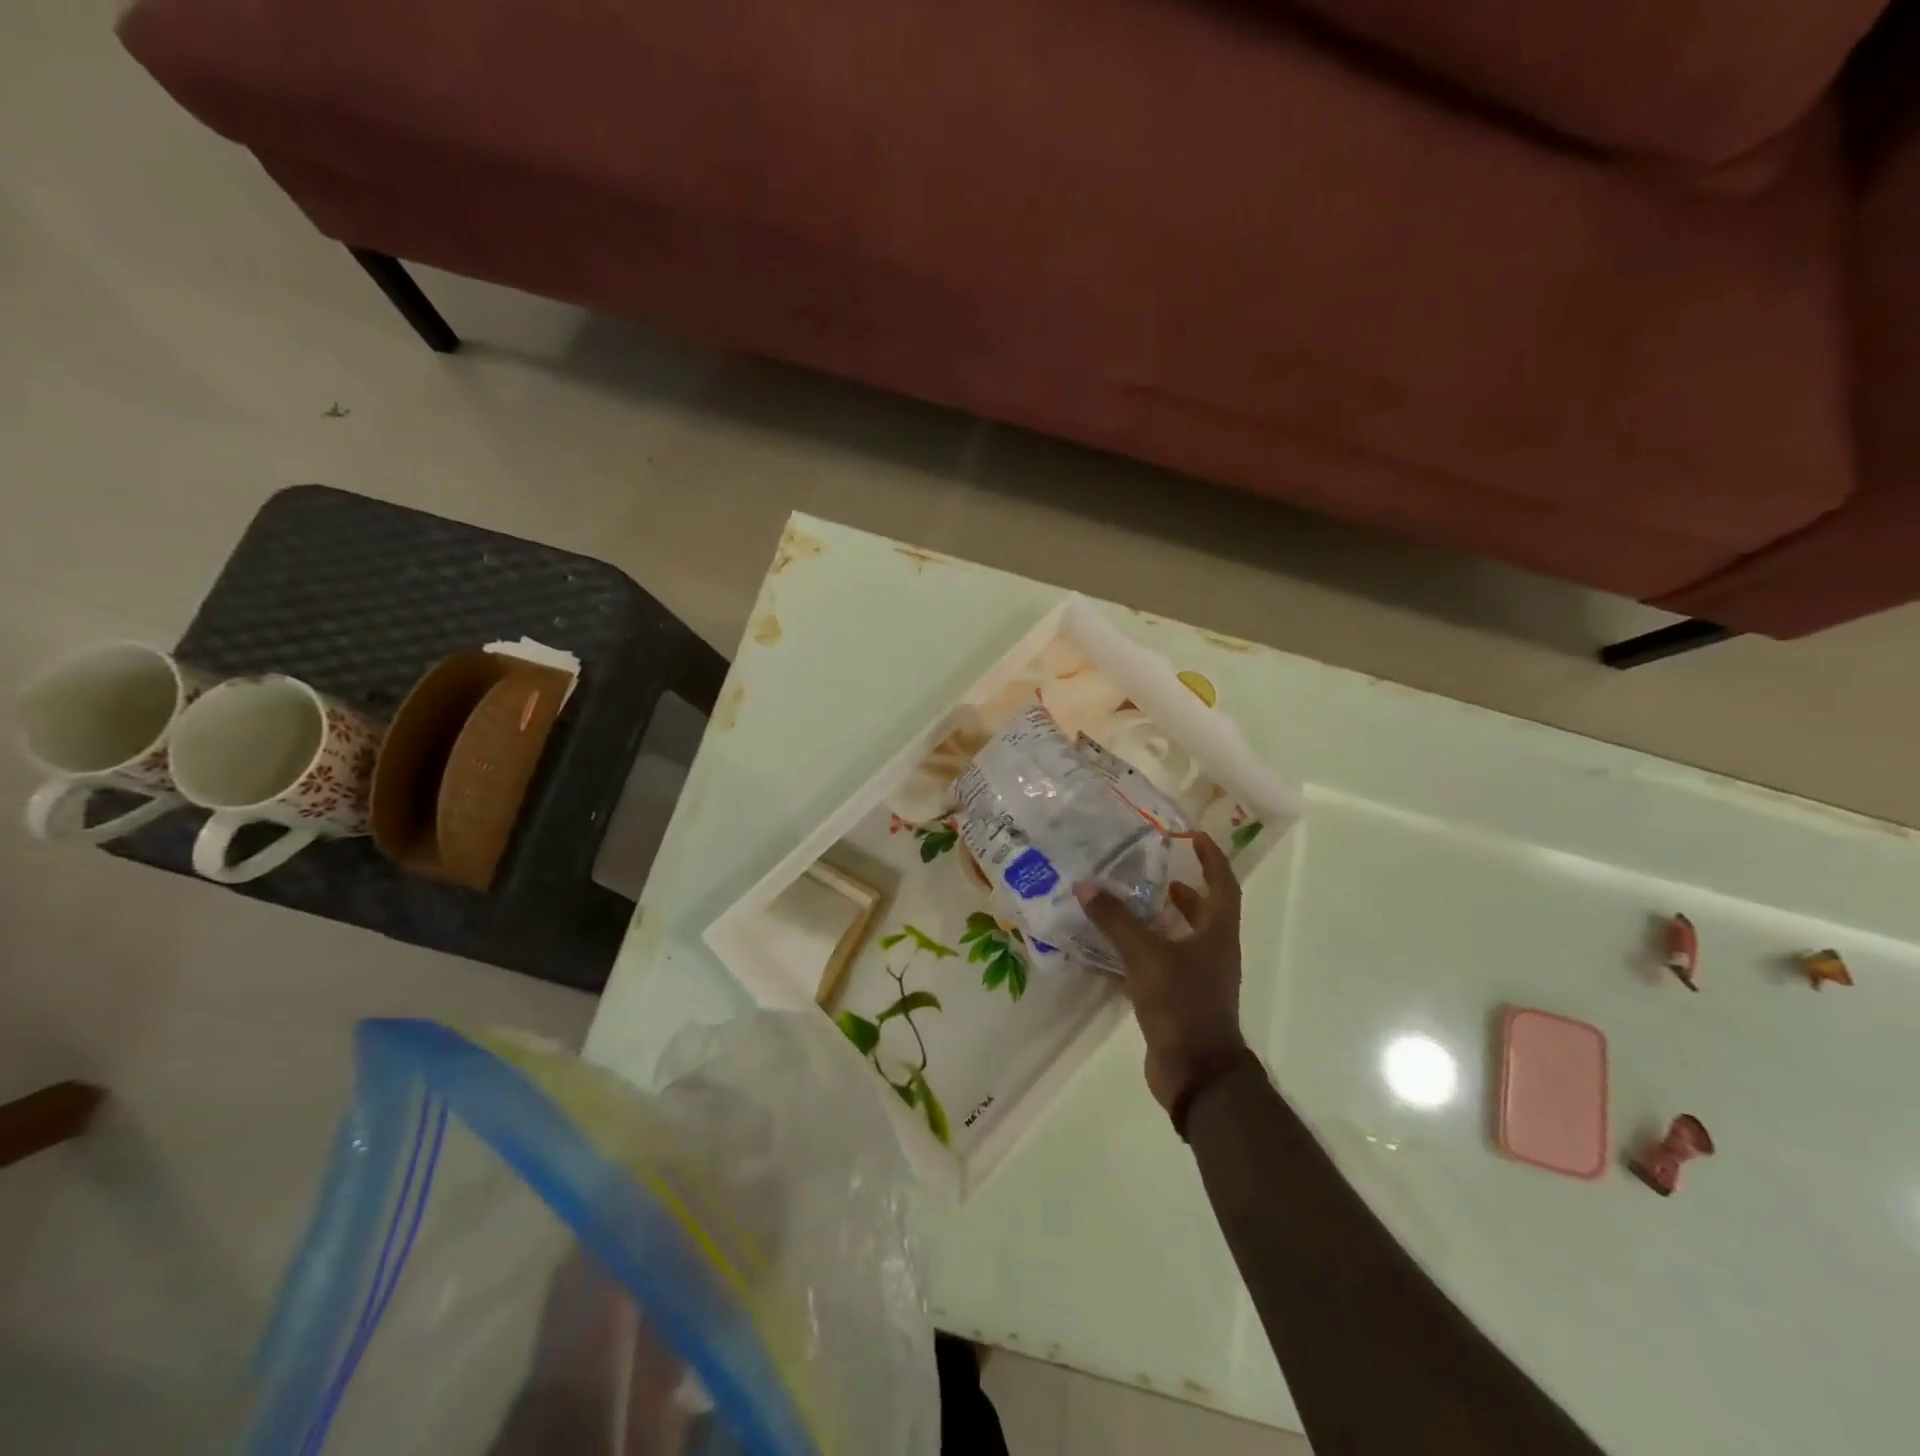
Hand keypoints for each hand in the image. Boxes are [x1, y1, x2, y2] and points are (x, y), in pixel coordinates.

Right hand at [1077, 833, 1246, 1112]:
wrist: (1196, 1072)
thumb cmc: (1182, 1004)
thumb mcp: (1146, 956)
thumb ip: (1116, 920)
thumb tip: (1086, 885)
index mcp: (1217, 934)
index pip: (1222, 885)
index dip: (1211, 858)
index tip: (1193, 836)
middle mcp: (1212, 952)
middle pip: (1203, 911)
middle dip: (1181, 889)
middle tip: (1150, 868)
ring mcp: (1197, 978)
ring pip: (1179, 939)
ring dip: (1159, 920)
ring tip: (1128, 902)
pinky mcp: (1177, 1000)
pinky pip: (1158, 965)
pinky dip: (1139, 952)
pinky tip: (1111, 948)